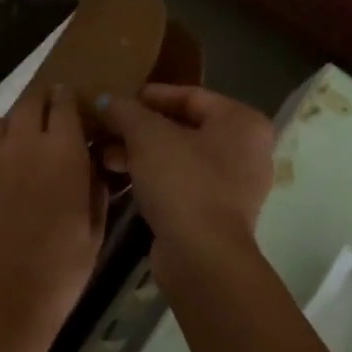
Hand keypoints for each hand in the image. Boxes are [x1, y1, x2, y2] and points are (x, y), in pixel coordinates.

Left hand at [0, 85, 107, 351]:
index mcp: (64, 151)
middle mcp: (23, 142)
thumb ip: (94, 185)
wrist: (1, 296)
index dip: (66, 100)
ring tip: (12, 156)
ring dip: (9, 132)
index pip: (65, 102)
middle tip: (41, 121)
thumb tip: (91, 161)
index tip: (68, 104)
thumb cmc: (59, 269)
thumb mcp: (94, 228)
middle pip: (29, 101)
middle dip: (38, 104)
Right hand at [95, 84, 274, 282]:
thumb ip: (126, 111)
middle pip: (184, 127)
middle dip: (140, 128)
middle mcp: (246, 150)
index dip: (150, 95)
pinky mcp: (216, 214)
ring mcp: (234, 185)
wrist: (201, 255)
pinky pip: (181, 183)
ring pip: (180, 157)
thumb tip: (107, 100)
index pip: (191, 95)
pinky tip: (122, 179)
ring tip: (105, 156)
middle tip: (106, 130)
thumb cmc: (183, 182)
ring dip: (141, 154)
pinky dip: (154, 178)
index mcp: (242, 122)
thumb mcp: (148, 137)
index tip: (116, 100)